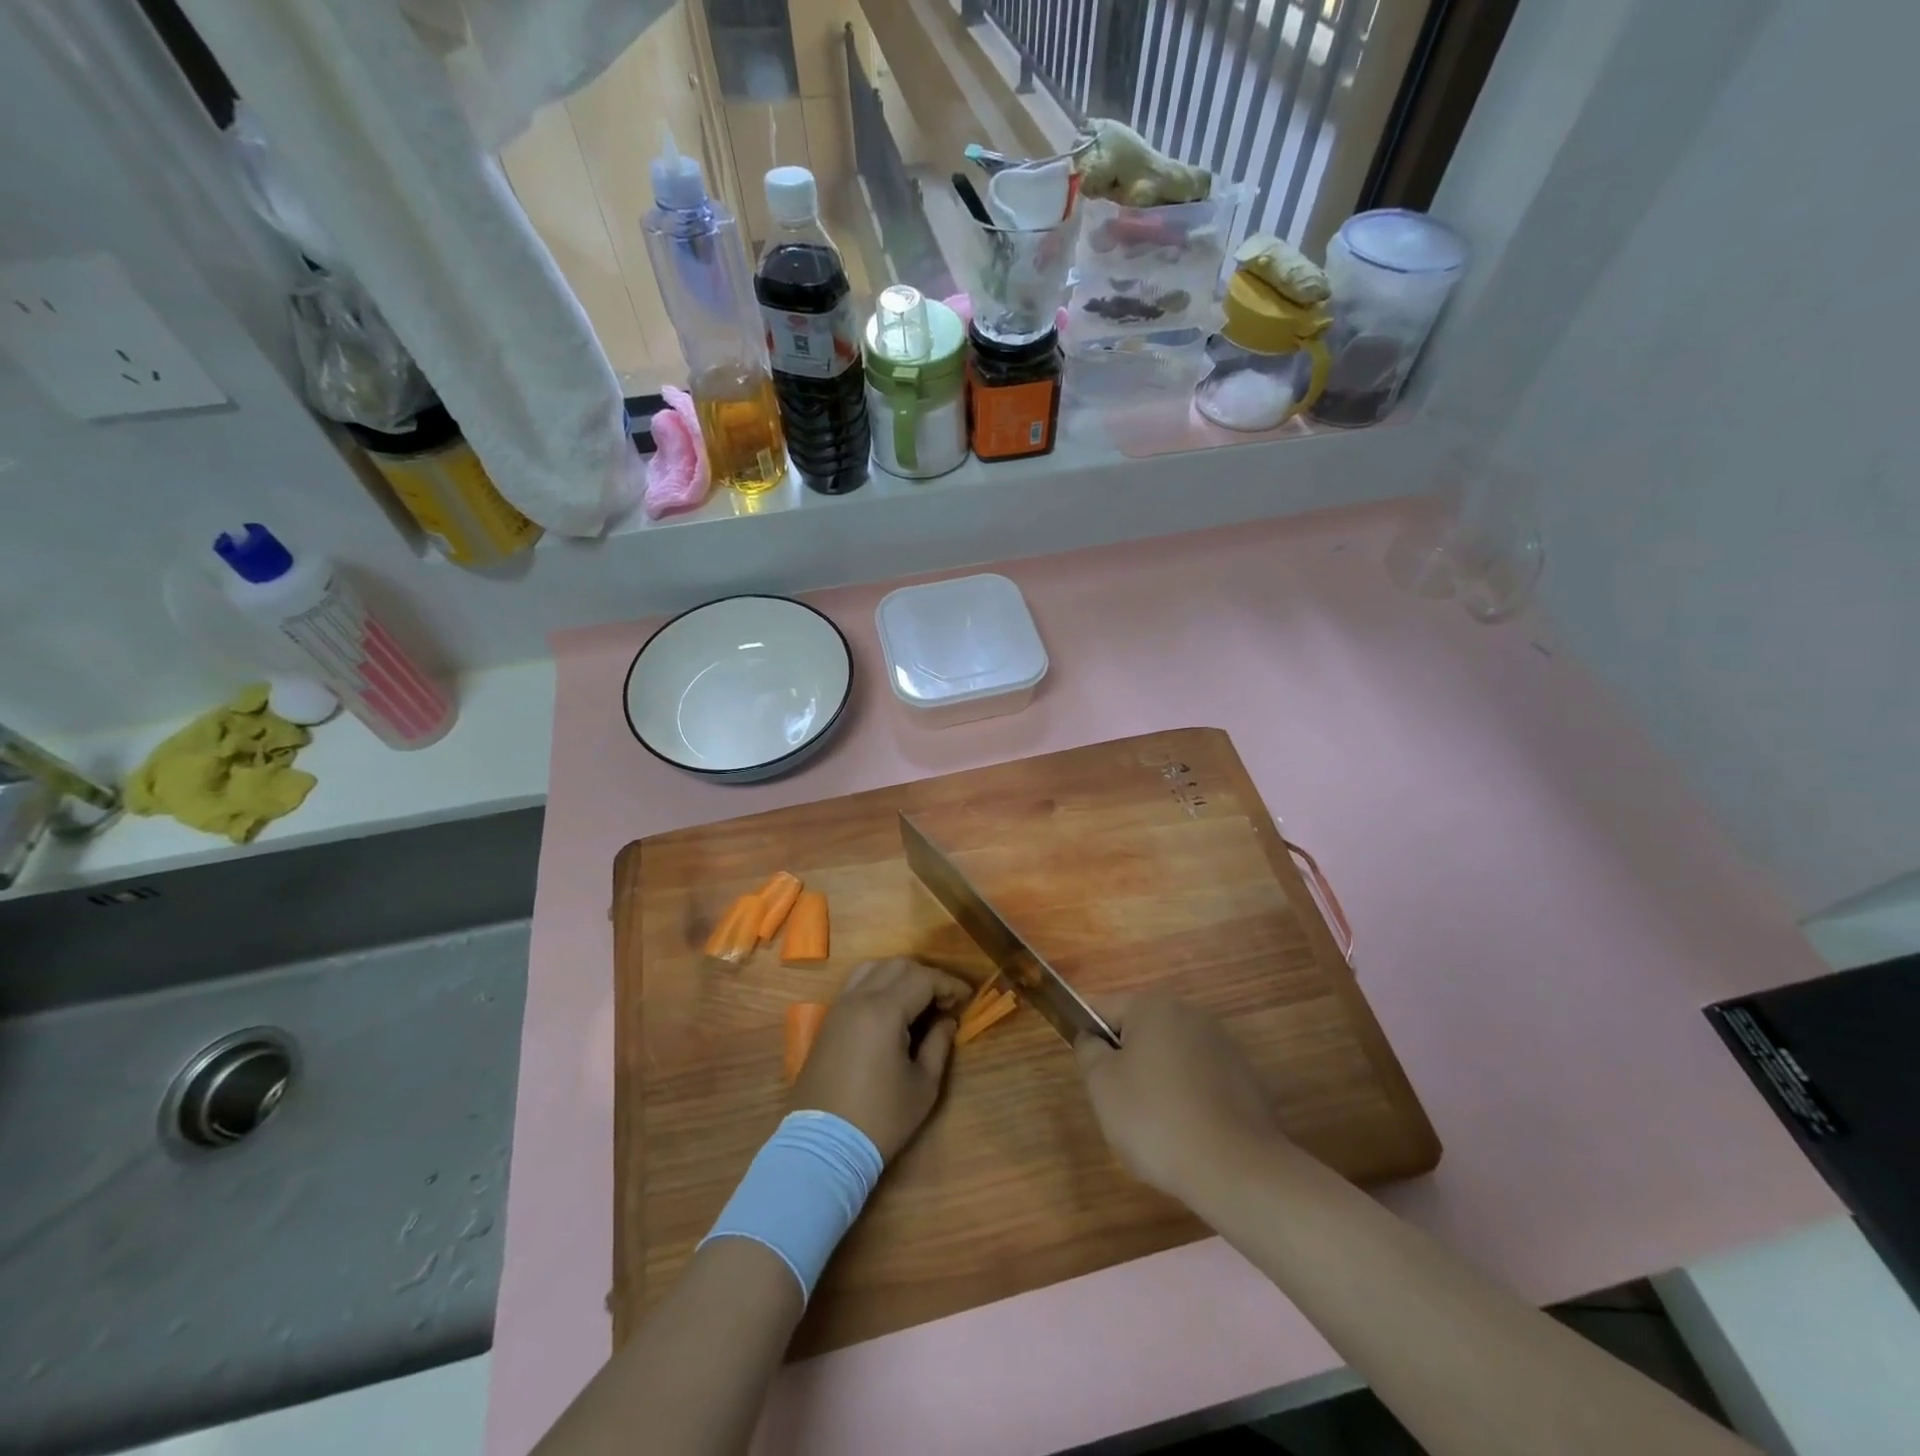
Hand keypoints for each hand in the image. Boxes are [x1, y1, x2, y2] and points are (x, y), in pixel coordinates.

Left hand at [790, 958, 972, 1159]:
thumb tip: (947, 1021)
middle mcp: (859, 998)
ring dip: (900, 975)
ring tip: (918, 999)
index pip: (923, 978)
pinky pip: (856, 984)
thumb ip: (938, 1045)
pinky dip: (879, 983)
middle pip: (898, 965)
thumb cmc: (880, 1118)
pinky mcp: (828, 1020)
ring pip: (873, 968)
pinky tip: (892, 1008)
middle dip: (927, 976)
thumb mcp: (922, 1086)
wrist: (822, 1146)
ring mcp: (839, 1007)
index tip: (967, 999)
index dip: (949, 984)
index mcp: (884, 1011)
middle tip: (945, 1001)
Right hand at [1074, 990, 1282, 1199]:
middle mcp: (1190, 1013)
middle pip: (1139, 1032)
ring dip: (1157, 1082)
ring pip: (1169, 1057)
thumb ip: (1088, 1050)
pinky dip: (1187, 1099)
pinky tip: (1188, 1133)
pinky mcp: (1244, 1077)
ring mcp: (1222, 1045)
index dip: (1089, 1041)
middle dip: (1126, 1063)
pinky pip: (1198, 1080)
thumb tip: (1094, 1039)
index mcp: (1153, 1006)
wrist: (1237, 1170)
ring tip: (1157, 1127)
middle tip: (1120, 1106)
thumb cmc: (1156, 1120)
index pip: (1103, 1010)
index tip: (1093, 1080)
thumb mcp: (1101, 1084)